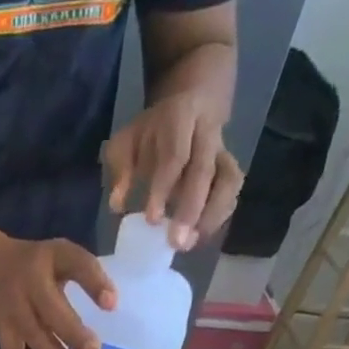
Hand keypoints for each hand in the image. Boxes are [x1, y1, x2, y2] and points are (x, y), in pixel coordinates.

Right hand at [0, 234, 115, 348]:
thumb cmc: (35, 265)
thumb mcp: (60, 257)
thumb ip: (85, 276)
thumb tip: (111, 305)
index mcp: (51, 257)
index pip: (75, 264)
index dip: (94, 283)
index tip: (111, 305)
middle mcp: (29, 284)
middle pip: (52, 311)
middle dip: (74, 334)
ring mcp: (13, 310)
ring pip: (36, 338)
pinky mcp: (1, 331)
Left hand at [101, 94, 244, 248]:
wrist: (190, 103)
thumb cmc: (151, 132)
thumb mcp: (128, 141)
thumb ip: (121, 170)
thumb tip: (117, 204)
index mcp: (180, 118)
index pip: (175, 155)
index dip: (164, 188)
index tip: (151, 221)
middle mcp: (207, 134)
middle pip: (205, 171)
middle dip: (190, 210)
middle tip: (176, 243)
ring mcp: (223, 152)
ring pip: (228, 182)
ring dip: (211, 217)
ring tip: (189, 245)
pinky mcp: (229, 170)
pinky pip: (231, 194)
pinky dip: (218, 219)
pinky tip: (199, 238)